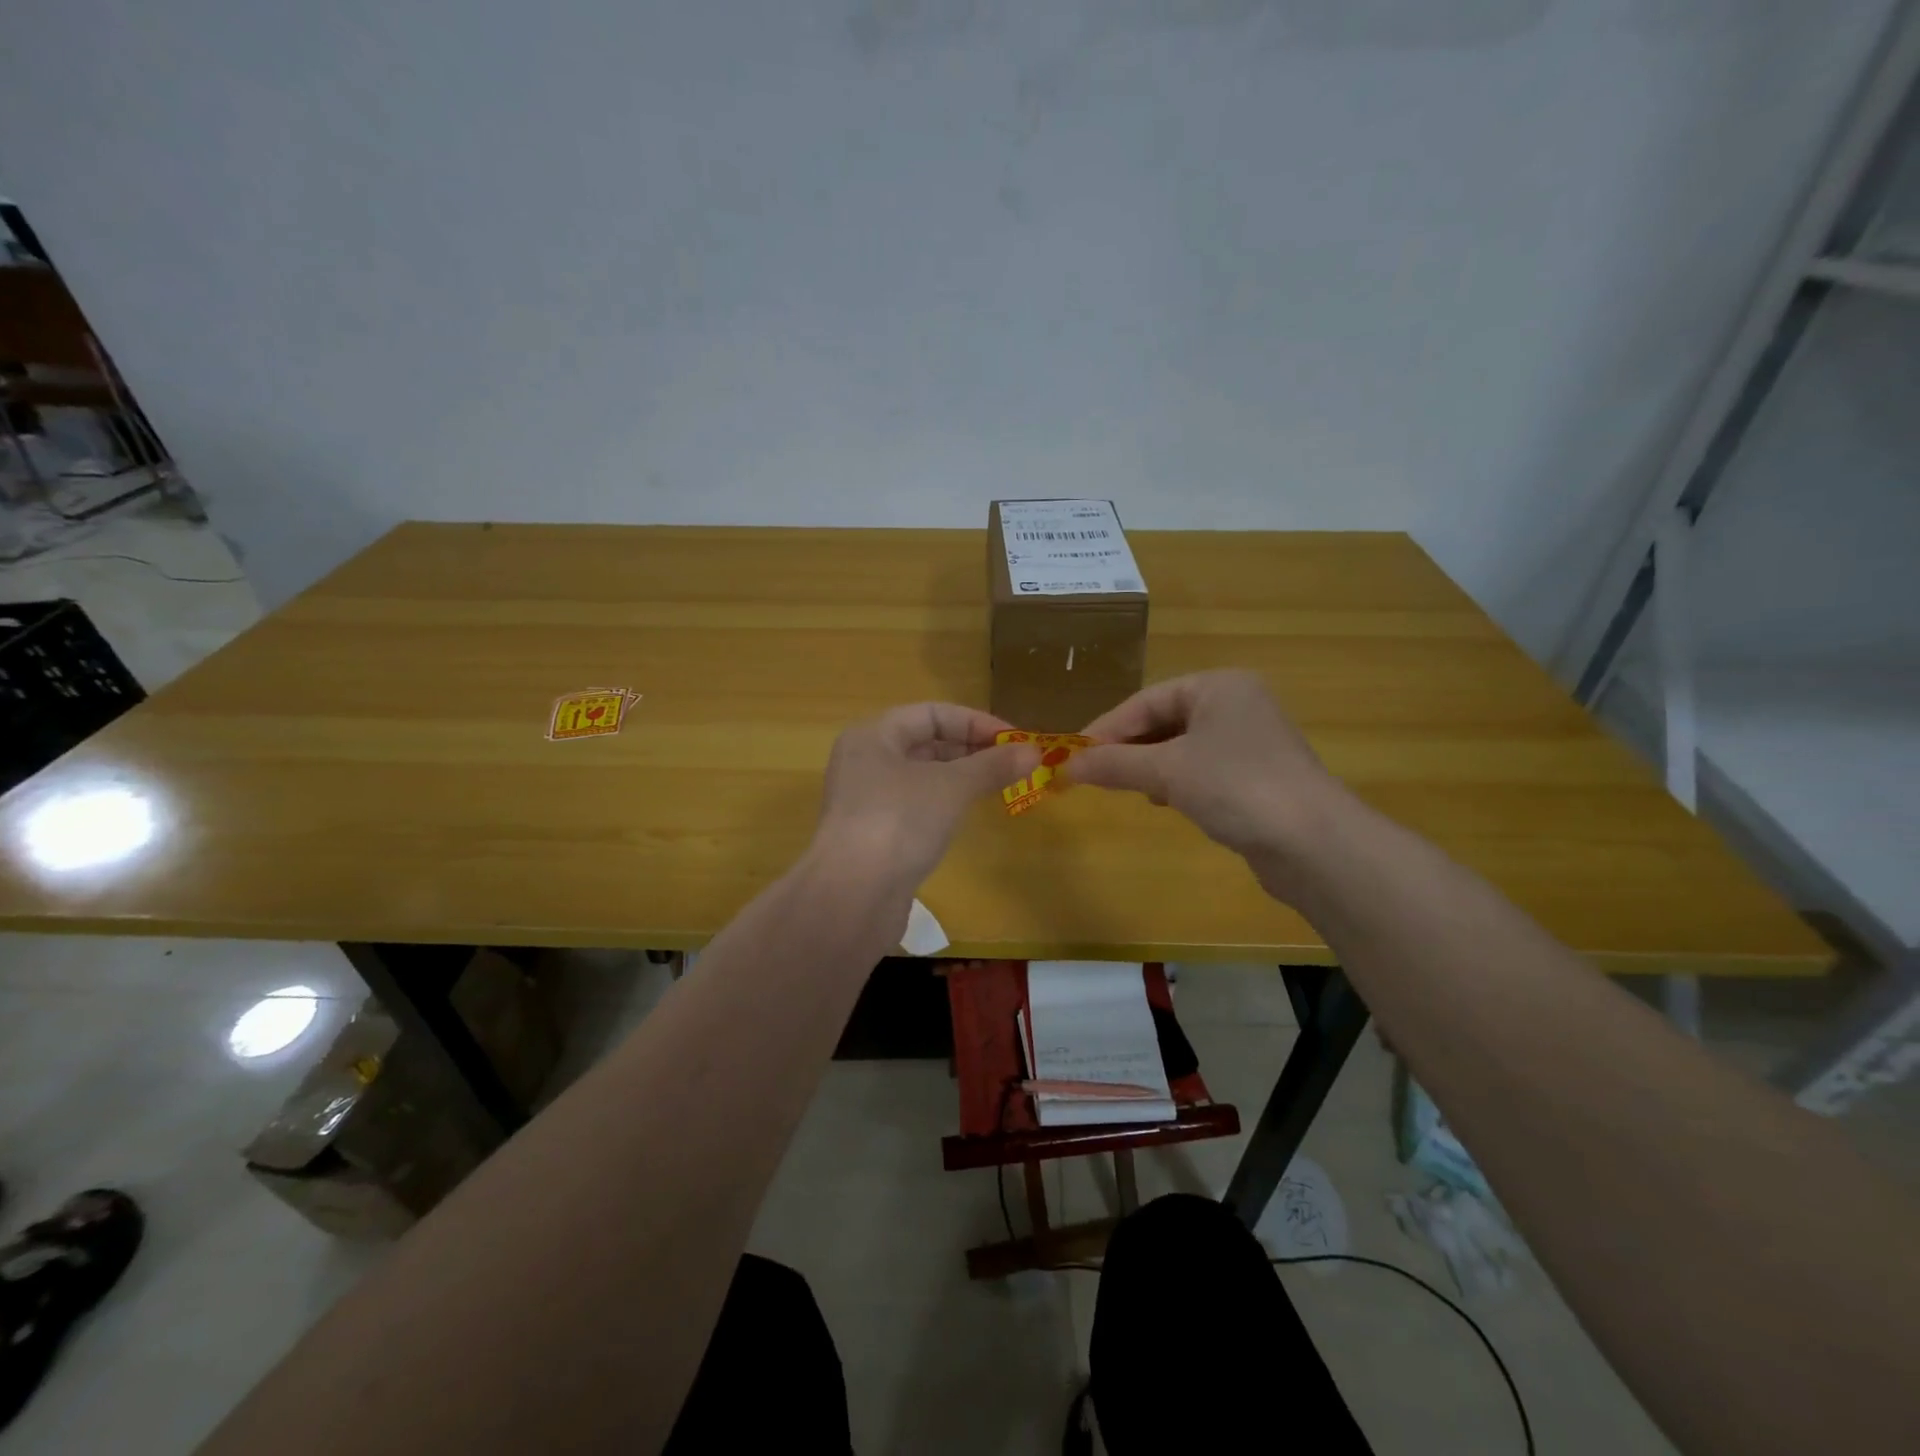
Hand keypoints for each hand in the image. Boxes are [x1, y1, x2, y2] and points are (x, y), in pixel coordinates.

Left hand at [814, 703, 1040, 890]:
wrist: (853, 897)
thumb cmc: (899, 822)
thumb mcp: (951, 787)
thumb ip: (992, 766)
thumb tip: (1034, 752)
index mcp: (873, 736)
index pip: (932, 713)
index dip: (976, 722)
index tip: (1015, 741)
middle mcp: (865, 762)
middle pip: (925, 743)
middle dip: (971, 749)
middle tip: (1015, 764)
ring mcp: (866, 801)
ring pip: (922, 776)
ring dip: (961, 777)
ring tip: (1000, 785)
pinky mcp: (874, 835)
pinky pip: (915, 806)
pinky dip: (944, 803)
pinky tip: (967, 815)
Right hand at [1068, 671, 1350, 877]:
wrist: (1314, 843)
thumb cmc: (1236, 786)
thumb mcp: (1167, 771)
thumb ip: (1114, 764)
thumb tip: (1065, 767)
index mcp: (1218, 686)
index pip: (1145, 700)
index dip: (1106, 728)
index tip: (1072, 755)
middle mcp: (1236, 705)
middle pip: (1163, 720)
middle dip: (1127, 748)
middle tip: (1092, 774)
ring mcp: (1250, 742)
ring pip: (1181, 747)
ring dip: (1149, 766)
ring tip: (1126, 788)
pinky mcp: (1256, 777)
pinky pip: (1201, 769)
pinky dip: (1176, 782)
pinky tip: (1164, 802)